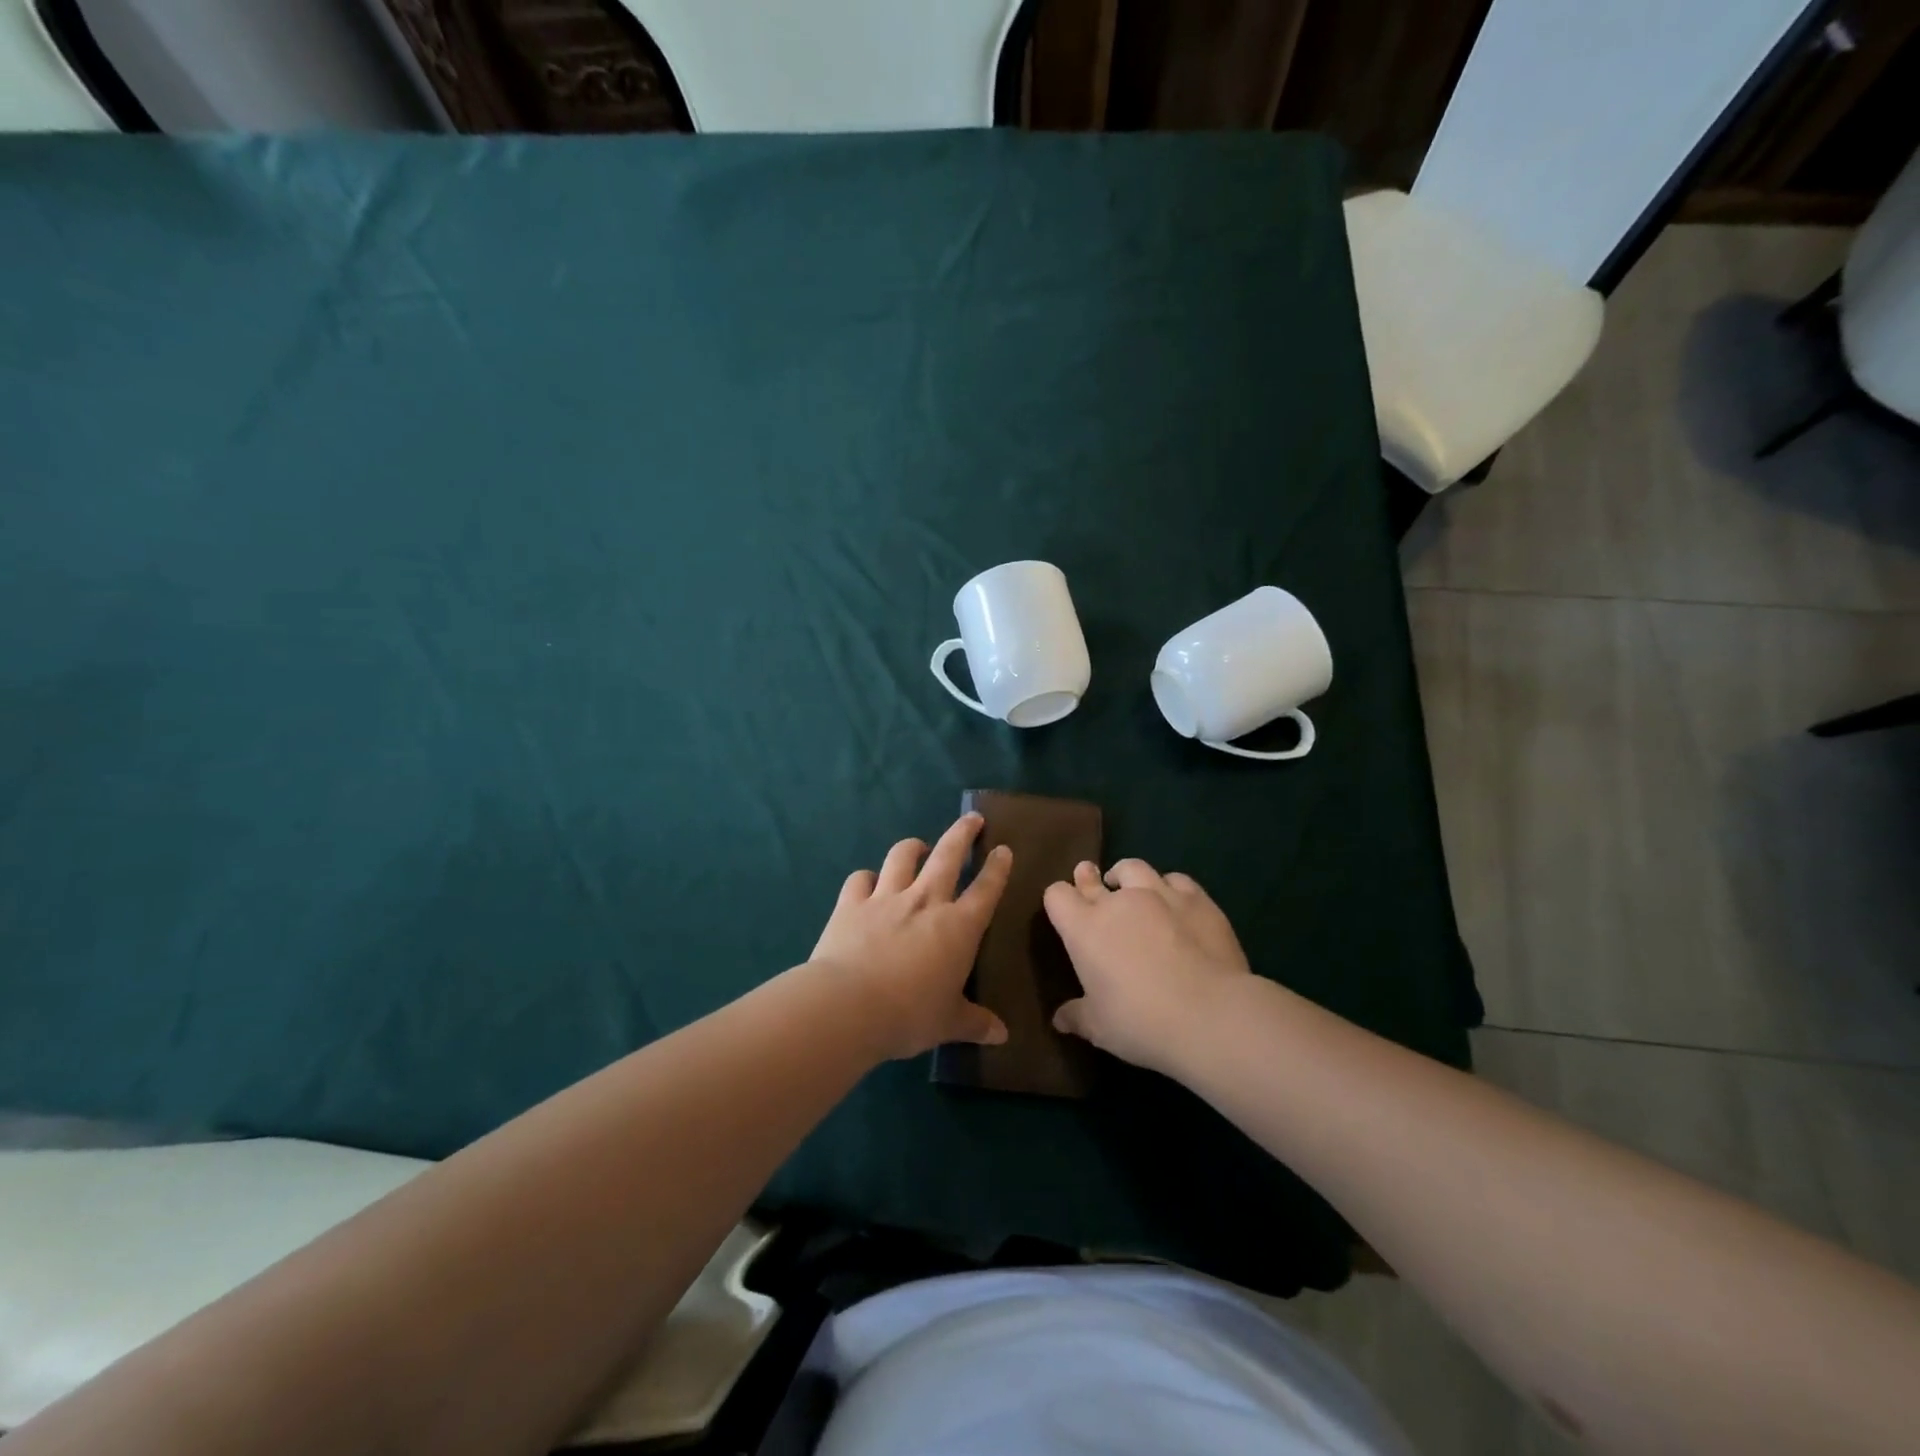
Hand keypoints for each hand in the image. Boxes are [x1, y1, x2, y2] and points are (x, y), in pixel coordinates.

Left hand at [809, 813, 1012, 1060]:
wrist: (848, 1005)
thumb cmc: (909, 1015)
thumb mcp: (948, 1023)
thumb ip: (974, 1023)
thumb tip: (1002, 1035)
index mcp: (958, 927)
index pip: (985, 890)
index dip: (997, 868)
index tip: (1003, 850)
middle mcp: (925, 902)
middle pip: (948, 855)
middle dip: (962, 833)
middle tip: (972, 818)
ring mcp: (886, 898)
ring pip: (902, 857)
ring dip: (913, 846)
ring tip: (918, 846)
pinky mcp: (851, 904)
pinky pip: (860, 879)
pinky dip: (866, 878)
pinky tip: (868, 882)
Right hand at [1043, 858, 1251, 1074]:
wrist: (1210, 1015)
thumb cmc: (1141, 1022)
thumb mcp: (1100, 1028)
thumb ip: (1077, 1016)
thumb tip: (1059, 1019)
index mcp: (1085, 929)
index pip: (1057, 895)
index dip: (1059, 901)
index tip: (1065, 912)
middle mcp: (1118, 902)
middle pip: (1093, 877)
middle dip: (1088, 879)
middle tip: (1090, 879)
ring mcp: (1159, 894)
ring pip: (1134, 868)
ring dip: (1127, 876)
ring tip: (1130, 886)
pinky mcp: (1196, 899)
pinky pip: (1176, 880)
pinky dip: (1170, 887)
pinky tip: (1175, 901)